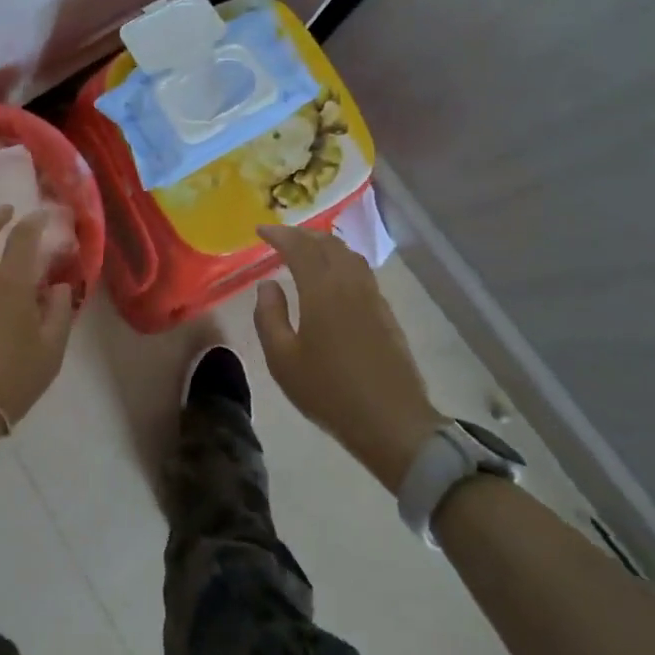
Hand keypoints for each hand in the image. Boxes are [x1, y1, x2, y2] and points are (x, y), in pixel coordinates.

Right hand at [254, 224, 444, 494]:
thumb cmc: (330, 391)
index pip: (299, 246)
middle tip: (281, 238)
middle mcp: (349, 283)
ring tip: (306, 251)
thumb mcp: (282, 360)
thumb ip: (269, 316)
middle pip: (327, 244)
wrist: (394, 423)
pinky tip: (334, 278)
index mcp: (321, 289)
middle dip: (302, 234)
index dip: (279, 233)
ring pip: (348, 255)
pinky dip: (341, 262)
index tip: (260, 230)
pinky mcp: (386, 313)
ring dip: (324, 245)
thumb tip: (268, 285)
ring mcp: (373, 297)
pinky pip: (361, 271)